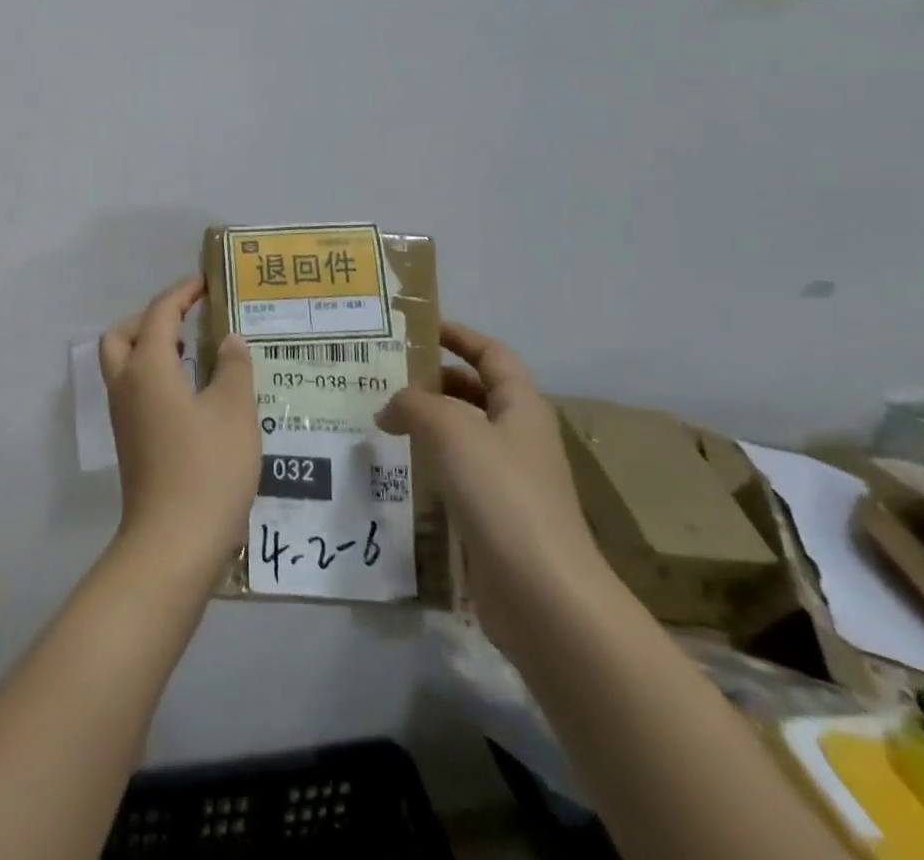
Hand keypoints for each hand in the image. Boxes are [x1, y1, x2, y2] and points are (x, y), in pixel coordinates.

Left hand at [100, 276, 259, 584]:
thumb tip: (229, 340)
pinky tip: (193, 394)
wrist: (173, 543)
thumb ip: (234, 368)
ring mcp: (124, 416)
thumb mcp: (234, 411)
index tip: (207, 283)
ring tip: (195, 353)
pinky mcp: (130, 442)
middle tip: (188, 320)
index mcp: (148, 368)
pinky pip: (135, 390)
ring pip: (124, 364)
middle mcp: (126, 385)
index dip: (182, 293)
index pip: (159, 314)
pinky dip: (155, 376)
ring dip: (150, 348)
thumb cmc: (207, 468)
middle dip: (152, 319)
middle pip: (123, 334)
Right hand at [377, 320, 610, 656]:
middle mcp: (519, 437)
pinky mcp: (494, 518)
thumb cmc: (502, 494)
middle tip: (383, 377)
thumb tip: (389, 408)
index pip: (491, 354)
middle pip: (475, 392)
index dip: (458, 335)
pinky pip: (456, 474)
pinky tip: (397, 469)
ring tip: (380, 420)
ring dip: (425, 424)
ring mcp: (509, 480)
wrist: (543, 595)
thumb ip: (413, 404)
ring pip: (462, 435)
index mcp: (521, 406)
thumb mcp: (450, 430)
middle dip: (433, 381)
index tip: (418, 328)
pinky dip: (428, 463)